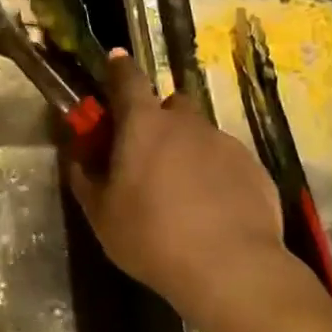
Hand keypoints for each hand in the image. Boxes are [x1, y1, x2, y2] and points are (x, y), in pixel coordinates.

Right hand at [65, 50, 312, 331]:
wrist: (231, 269)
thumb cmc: (151, 236)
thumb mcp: (101, 214)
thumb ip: (85, 179)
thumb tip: (77, 158)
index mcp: (144, 124)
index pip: (128, 78)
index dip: (119, 68)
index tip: (115, 62)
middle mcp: (186, 123)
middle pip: (171, 103)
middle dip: (159, 118)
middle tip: (149, 152)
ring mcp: (225, 143)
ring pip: (200, 134)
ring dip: (188, 149)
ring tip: (184, 191)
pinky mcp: (254, 168)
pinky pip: (227, 161)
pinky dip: (216, 174)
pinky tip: (213, 210)